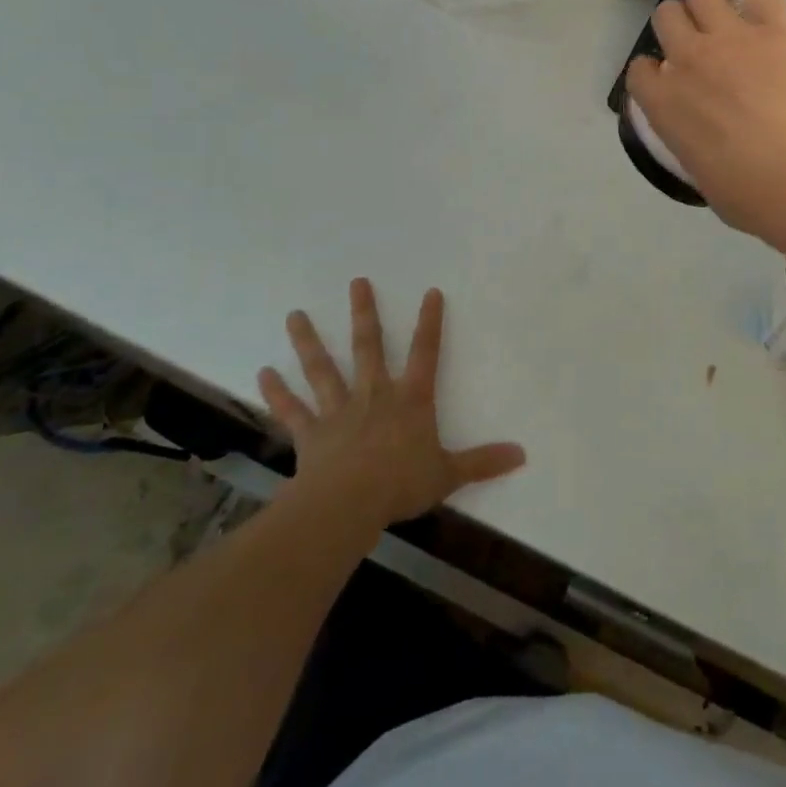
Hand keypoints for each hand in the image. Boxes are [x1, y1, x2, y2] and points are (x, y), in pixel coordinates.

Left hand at [257, 279, 525, 531]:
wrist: (348, 504)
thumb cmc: (401, 484)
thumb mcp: (448, 474)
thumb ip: (483, 462)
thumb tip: (522, 454)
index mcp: (410, 399)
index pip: (426, 352)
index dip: (430, 322)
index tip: (430, 291)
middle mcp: (374, 395)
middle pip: (369, 346)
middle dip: (364, 313)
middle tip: (356, 282)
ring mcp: (338, 411)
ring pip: (323, 369)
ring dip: (308, 342)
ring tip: (295, 315)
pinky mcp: (311, 433)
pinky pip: (292, 410)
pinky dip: (277, 393)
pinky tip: (263, 373)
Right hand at [625, 0, 785, 232]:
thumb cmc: (753, 195)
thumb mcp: (707, 180)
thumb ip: (698, 152)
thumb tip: (709, 151)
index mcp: (665, 104)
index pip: (640, 70)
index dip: (654, 69)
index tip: (670, 76)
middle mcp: (687, 60)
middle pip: (667, 17)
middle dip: (679, 23)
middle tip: (700, 37)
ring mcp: (728, 37)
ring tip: (724, 5)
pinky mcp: (772, 24)